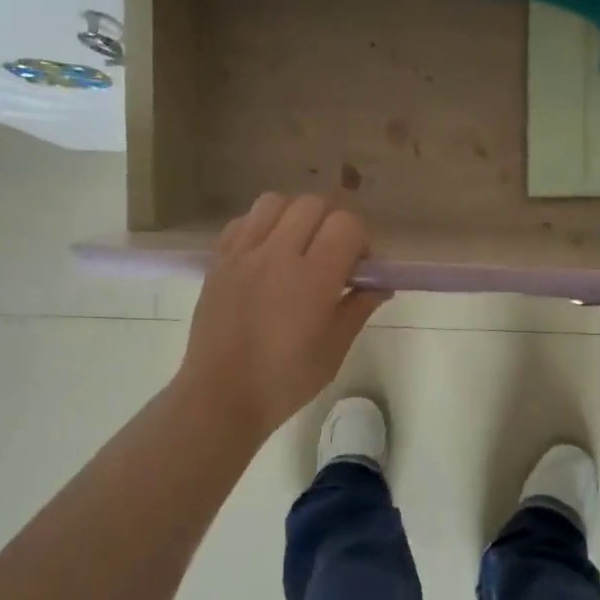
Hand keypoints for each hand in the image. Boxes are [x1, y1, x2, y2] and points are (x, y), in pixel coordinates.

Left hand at [176, 194, 388, 441]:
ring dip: (295, 216)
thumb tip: (381, 284)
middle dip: (332, 223)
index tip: (359, 267)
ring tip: (297, 247)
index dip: (360, 240)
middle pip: (313, 204)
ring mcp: (243, 254)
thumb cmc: (284, 381)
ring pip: (275, 202)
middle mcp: (277, 255)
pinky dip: (261, 226)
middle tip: (332, 256)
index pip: (346, 225)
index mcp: (312, 279)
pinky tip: (266, 254)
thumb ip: (358, 307)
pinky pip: (243, 222)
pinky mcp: (218, 261)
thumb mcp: (334, 349)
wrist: (220, 396)